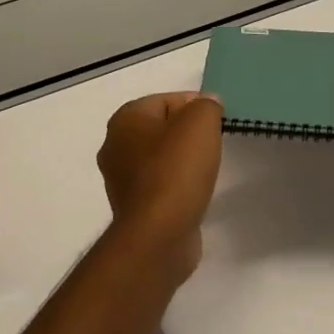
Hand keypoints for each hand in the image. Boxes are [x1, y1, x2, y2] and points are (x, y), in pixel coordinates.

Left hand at [97, 92, 223, 277]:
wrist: (159, 233)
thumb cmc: (176, 170)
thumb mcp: (200, 122)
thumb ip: (206, 105)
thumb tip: (207, 103)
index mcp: (125, 119)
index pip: (167, 99)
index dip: (196, 106)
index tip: (218, 122)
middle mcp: (115, 146)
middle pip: (162, 128)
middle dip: (189, 134)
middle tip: (214, 144)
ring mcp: (121, 179)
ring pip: (161, 158)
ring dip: (183, 161)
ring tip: (207, 170)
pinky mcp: (133, 207)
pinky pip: (160, 184)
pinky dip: (178, 185)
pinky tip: (194, 192)